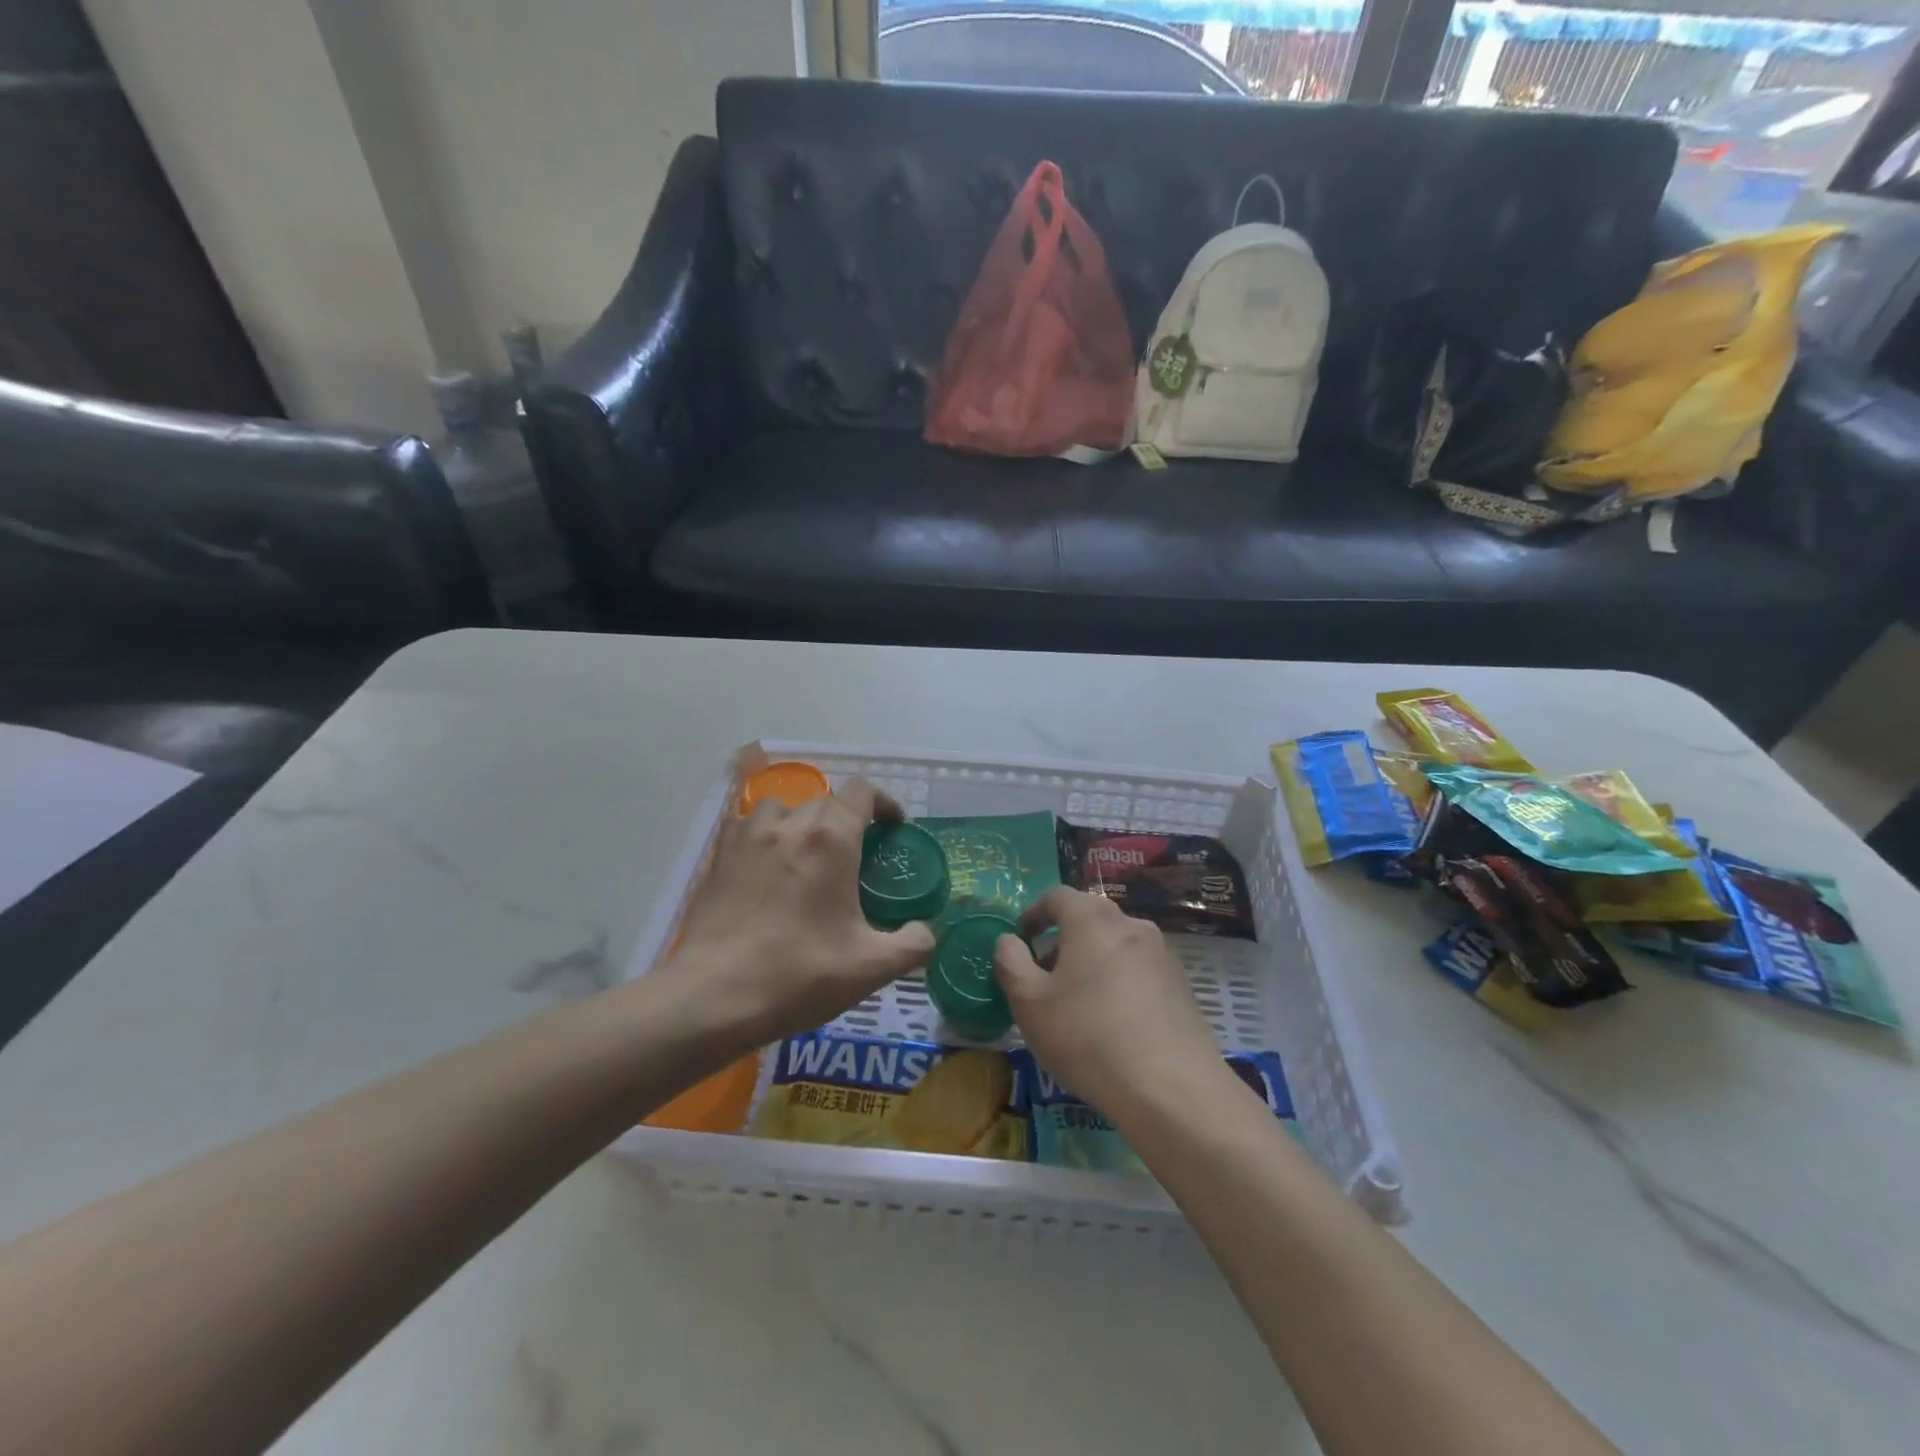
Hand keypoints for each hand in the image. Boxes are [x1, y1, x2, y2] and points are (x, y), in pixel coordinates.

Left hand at [655, 776, 935, 1049]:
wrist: (716, 997)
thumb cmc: (799, 975)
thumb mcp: (871, 968)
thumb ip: (913, 944)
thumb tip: (928, 931)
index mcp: (831, 840)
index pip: (862, 792)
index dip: (883, 803)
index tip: (893, 827)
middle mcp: (790, 825)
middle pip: (826, 801)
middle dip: (846, 820)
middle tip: (854, 856)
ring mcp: (749, 838)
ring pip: (782, 807)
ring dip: (800, 821)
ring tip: (805, 854)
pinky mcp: (719, 857)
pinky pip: (745, 826)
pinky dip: (763, 834)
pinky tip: (765, 866)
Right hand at [993, 887, 1226, 1122]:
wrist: (1171, 1088)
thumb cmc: (1087, 1036)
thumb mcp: (1030, 1003)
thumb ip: (1011, 963)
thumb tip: (1008, 941)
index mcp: (1092, 919)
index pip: (1057, 896)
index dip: (1034, 913)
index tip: (1021, 938)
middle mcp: (1131, 924)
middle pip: (1089, 919)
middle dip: (1062, 940)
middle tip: (1043, 975)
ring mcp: (1162, 954)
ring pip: (1115, 945)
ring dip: (1091, 961)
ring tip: (1076, 1002)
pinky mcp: (1181, 985)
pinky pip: (1138, 970)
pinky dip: (1118, 981)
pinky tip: (1112, 1021)